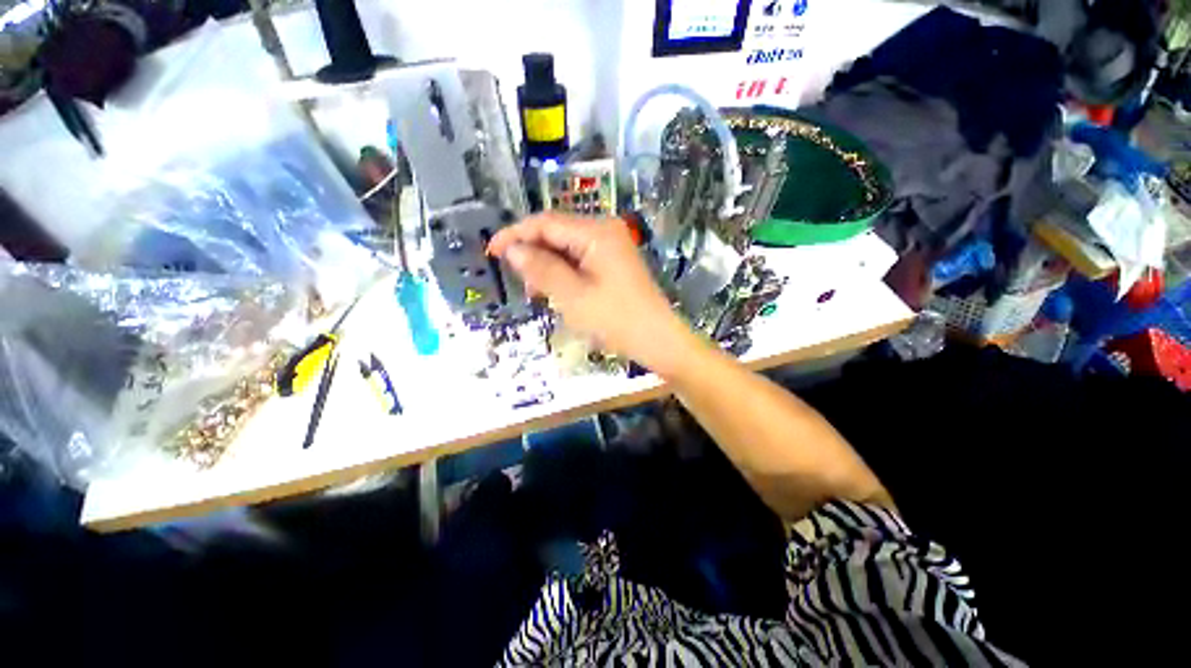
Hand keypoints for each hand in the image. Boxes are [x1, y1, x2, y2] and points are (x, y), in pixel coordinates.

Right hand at [487, 213, 693, 372]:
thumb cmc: (615, 319)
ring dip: (547, 265)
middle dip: (533, 252)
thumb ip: (541, 269)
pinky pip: (580, 260)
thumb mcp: (573, 296)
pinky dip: (564, 273)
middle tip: (516, 278)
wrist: (657, 340)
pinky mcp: (613, 263)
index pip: (546, 222)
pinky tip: (556, 290)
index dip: (515, 234)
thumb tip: (513, 249)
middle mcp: (605, 231)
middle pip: (557, 232)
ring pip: (567, 248)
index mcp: (596, 232)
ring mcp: (611, 247)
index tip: (491, 252)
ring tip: (535, 290)